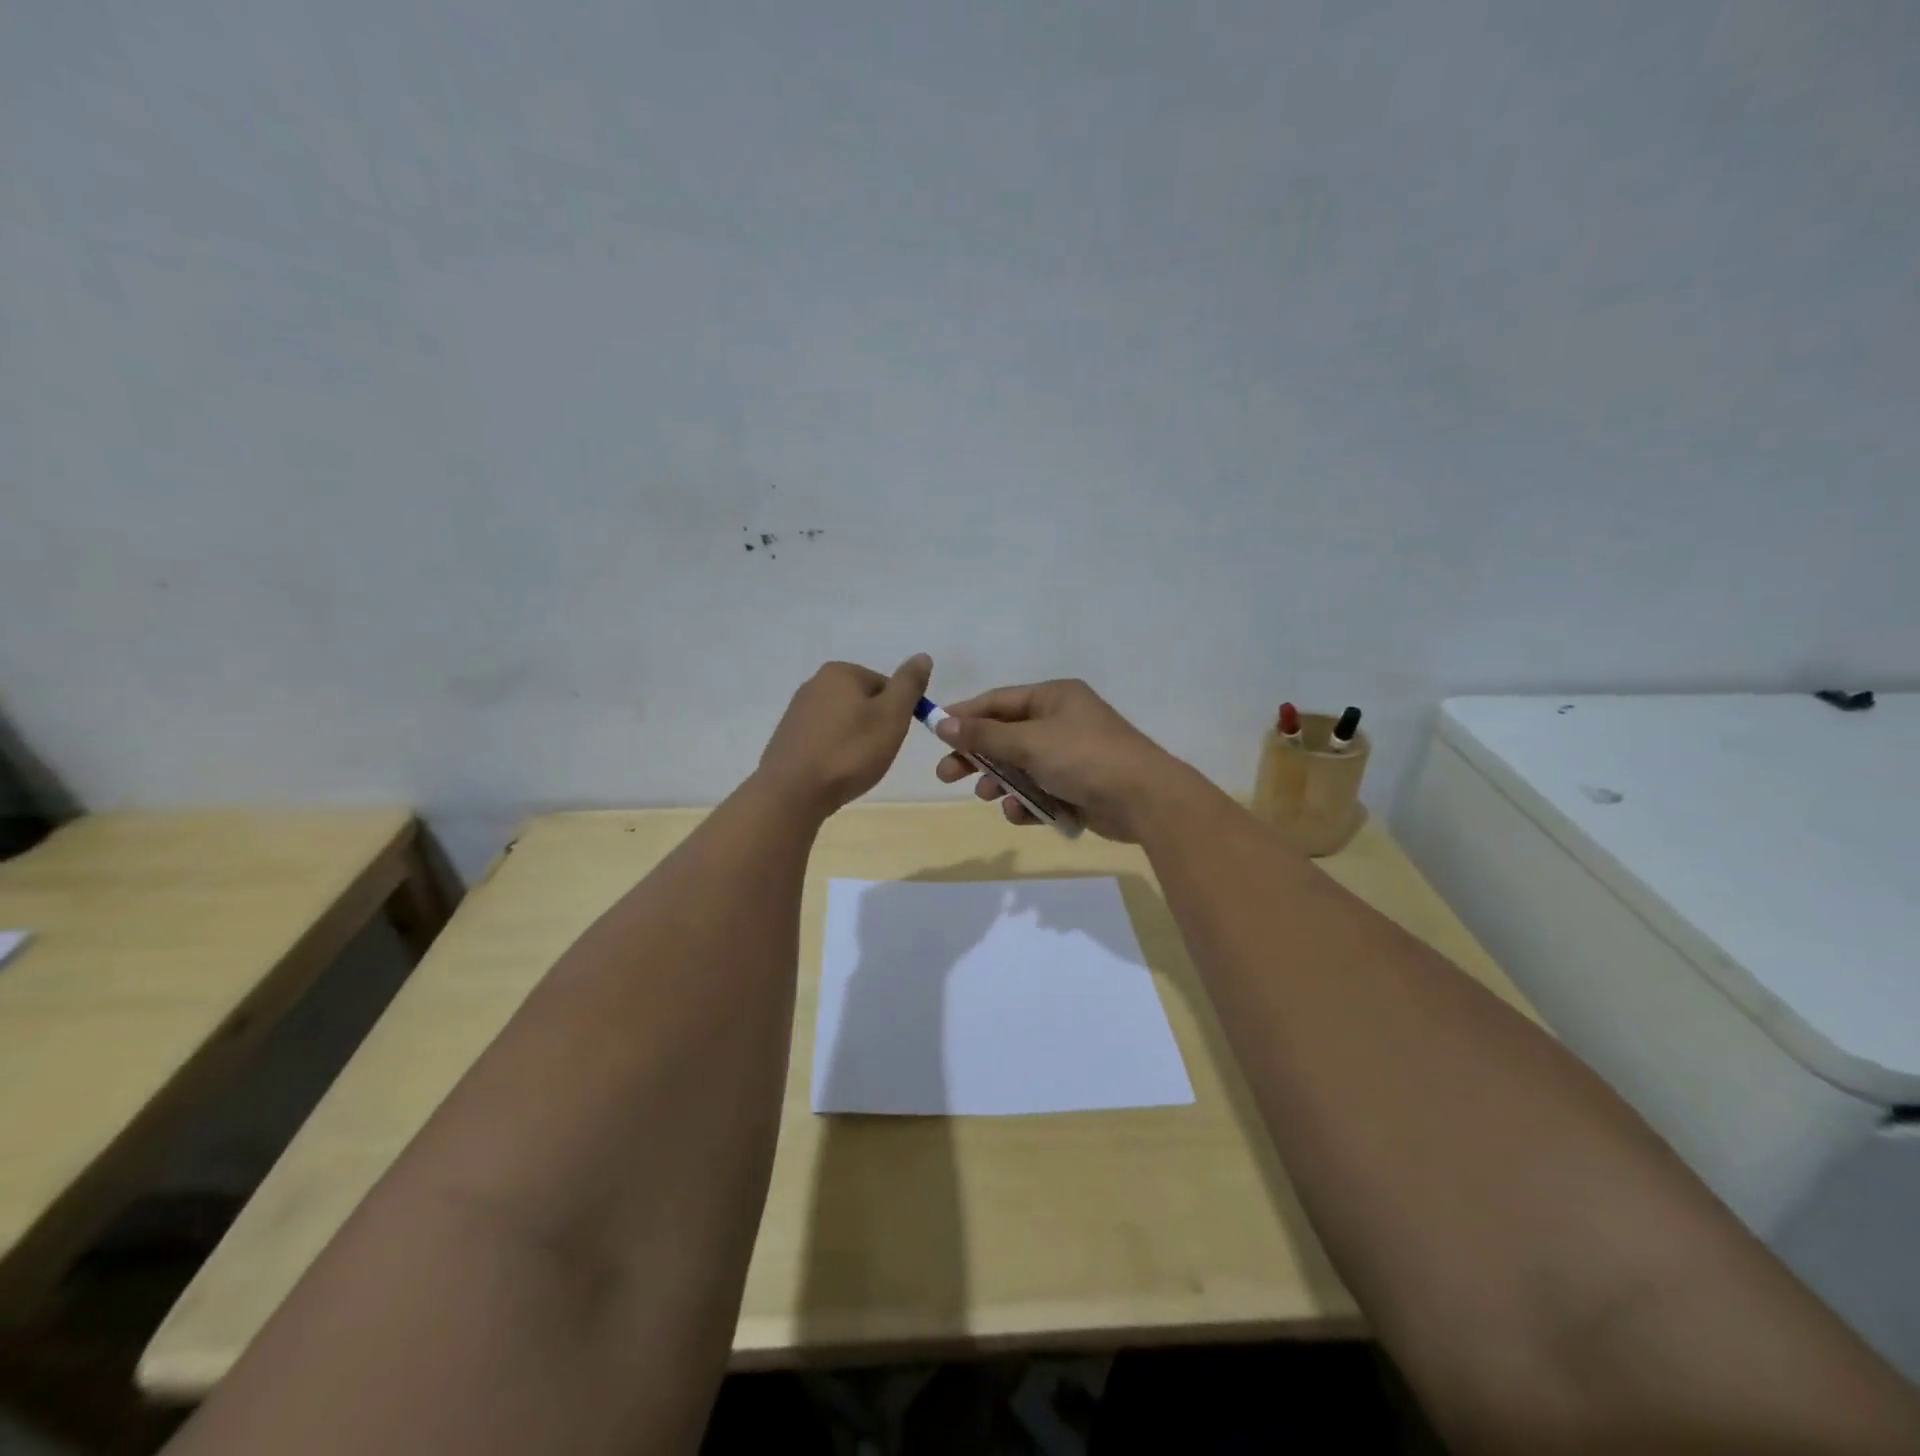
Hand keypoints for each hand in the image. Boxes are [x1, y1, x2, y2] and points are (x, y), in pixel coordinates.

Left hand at [757, 655, 931, 817]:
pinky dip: (835, 752)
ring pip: (844, 722)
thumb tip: (922, 657)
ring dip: (855, 741)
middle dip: (875, 727)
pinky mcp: (788, 737)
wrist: (793, 793)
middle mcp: (815, 683)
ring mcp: (797, 711)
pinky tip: (835, 771)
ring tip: (855, 767)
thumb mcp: (891, 716)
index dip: (897, 713)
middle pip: (863, 702)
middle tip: (876, 754)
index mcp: (840, 672)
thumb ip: (908, 684)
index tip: (892, 738)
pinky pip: (824, 739)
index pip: (886, 686)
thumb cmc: (850, 752)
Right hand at [931, 679, 1193, 841]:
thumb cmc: (1084, 758)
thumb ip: (984, 735)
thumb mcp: (1029, 743)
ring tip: (986, 796)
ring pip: (1021, 767)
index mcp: (1053, 698)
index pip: (998, 701)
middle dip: (977, 756)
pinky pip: (1040, 791)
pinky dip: (1027, 802)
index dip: (965, 716)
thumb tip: (942, 723)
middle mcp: (1061, 722)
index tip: (934, 733)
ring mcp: (1071, 756)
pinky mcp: (1078, 787)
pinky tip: (1019, 813)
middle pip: (1005, 736)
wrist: (1144, 799)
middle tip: (946, 775)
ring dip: (1001, 782)